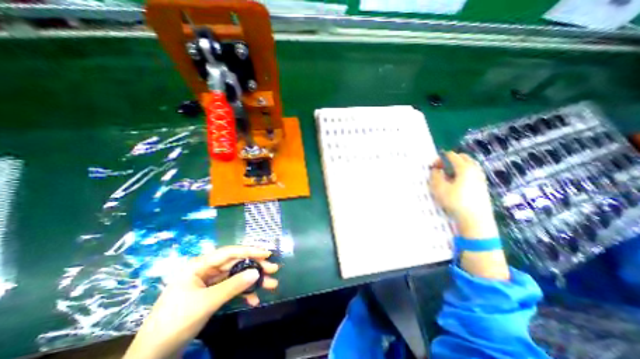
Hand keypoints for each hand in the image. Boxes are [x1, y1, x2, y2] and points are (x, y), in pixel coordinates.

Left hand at [123, 246, 279, 357]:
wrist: (154, 355)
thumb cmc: (176, 321)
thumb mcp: (207, 302)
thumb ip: (233, 286)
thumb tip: (257, 272)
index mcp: (200, 265)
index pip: (229, 252)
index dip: (250, 251)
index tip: (267, 253)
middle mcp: (206, 270)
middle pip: (236, 264)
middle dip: (255, 267)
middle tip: (273, 269)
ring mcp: (210, 282)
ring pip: (236, 276)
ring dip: (253, 281)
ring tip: (271, 284)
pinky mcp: (213, 294)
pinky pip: (232, 289)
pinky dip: (243, 294)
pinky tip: (254, 301)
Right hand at [430, 151, 498, 239]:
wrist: (476, 218)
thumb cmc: (455, 202)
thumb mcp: (439, 188)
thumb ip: (435, 176)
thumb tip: (436, 170)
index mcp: (464, 168)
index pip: (452, 156)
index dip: (441, 158)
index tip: (433, 165)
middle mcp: (475, 169)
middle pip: (463, 157)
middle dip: (451, 159)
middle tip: (441, 167)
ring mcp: (481, 177)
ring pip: (470, 164)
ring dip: (458, 165)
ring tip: (448, 174)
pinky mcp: (483, 185)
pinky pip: (473, 172)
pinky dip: (464, 171)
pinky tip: (458, 181)